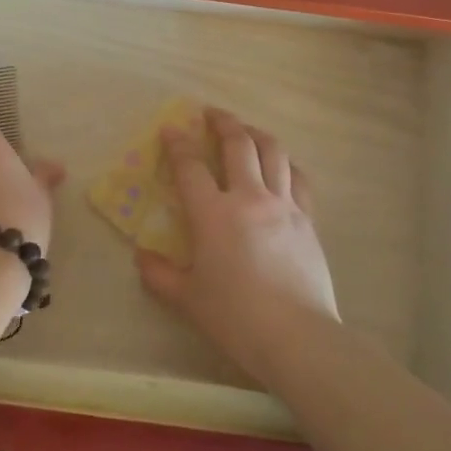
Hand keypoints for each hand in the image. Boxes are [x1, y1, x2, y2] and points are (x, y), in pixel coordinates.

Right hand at [137, 108, 337, 379]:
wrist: (298, 337)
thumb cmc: (235, 317)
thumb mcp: (187, 299)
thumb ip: (159, 274)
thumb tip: (141, 257)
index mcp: (213, 214)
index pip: (190, 166)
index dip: (178, 144)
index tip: (171, 128)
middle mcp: (250, 198)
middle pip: (238, 144)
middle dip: (223, 122)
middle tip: (211, 113)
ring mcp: (285, 206)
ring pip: (274, 152)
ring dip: (256, 134)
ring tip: (246, 130)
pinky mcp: (309, 220)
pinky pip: (299, 179)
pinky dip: (286, 164)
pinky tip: (282, 166)